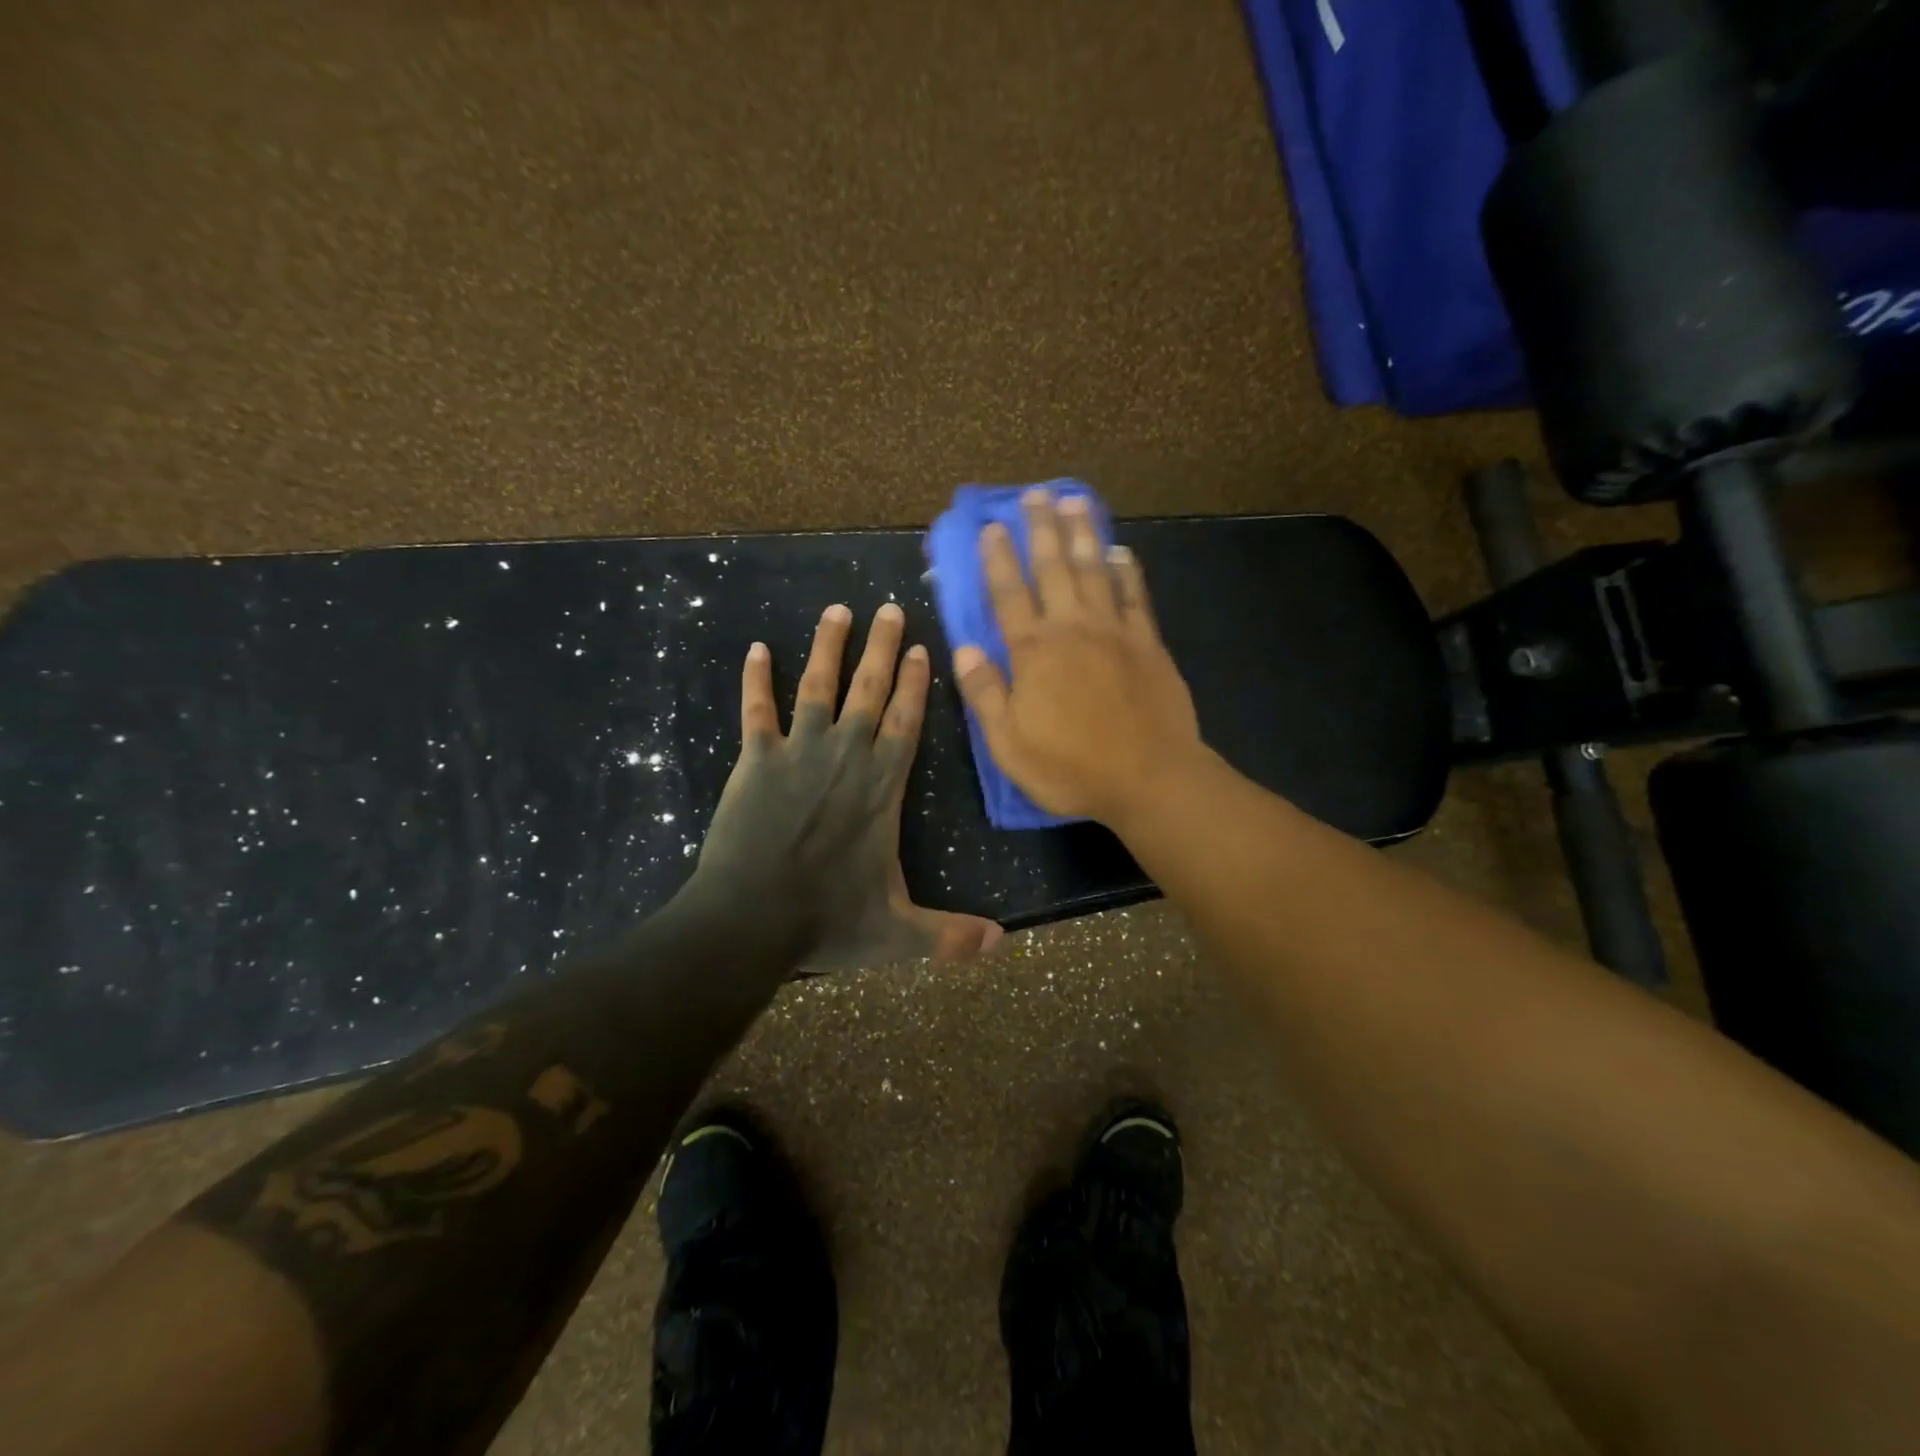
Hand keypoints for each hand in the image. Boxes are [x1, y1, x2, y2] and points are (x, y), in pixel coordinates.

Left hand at [690, 602, 1003, 971]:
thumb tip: (1004, 944)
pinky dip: (756, 680)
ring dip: (828, 647)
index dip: (915, 684)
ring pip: (818, 687)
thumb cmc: (827, 922)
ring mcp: (798, 754)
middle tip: (888, 608)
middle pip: (868, 691)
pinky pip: (756, 711)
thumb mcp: (898, 935)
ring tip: (837, 610)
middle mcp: (846, 758)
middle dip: (881, 648)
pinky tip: (756, 649)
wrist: (750, 921)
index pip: (906, 723)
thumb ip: (950, 935)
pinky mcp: (755, 761)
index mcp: (883, 788)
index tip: (919, 648)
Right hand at [953, 488, 1203, 825]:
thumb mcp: (1009, 743)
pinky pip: (1135, 595)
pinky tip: (1121, 551)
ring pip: (1095, 570)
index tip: (990, 526)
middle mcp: (1072, 628)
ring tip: (1074, 502)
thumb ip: (984, 693)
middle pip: (1054, 568)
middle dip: (1041, 529)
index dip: (997, 559)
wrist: (1150, 779)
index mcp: (1033, 652)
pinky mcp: (1148, 643)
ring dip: (1083, 534)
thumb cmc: (1072, 767)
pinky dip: (1127, 570)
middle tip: (1035, 494)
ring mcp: (1115, 631)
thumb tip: (962, 649)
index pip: (1009, 594)